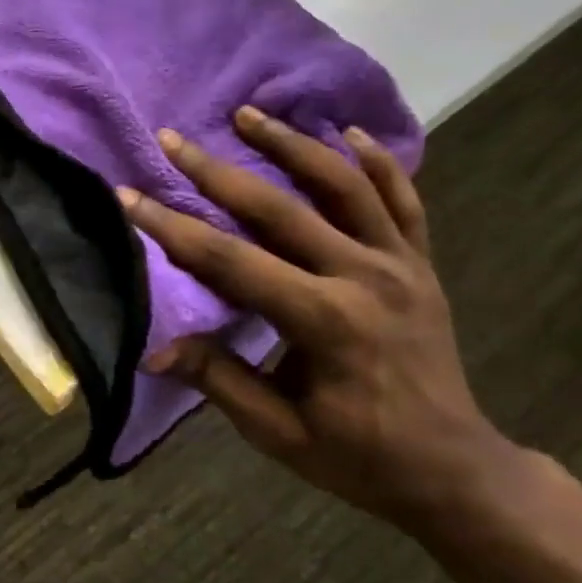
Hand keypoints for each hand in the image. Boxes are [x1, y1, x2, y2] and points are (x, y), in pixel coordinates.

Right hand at [117, 109, 516, 533]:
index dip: (172, 229)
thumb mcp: (278, 432)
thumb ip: (218, 380)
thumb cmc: (358, 456)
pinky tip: (348, 132)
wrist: (453, 468)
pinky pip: (403, 199)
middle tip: (173, 139)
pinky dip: (378, 161)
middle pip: (278, 208)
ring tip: (248, 114)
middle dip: (216, 171)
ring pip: (343, 184)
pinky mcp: (421, 263)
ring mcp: (399, 264)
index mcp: (323, 322)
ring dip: (292, 143)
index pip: (230, 262)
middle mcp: (363, 277)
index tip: (128, 197)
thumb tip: (153, 351)